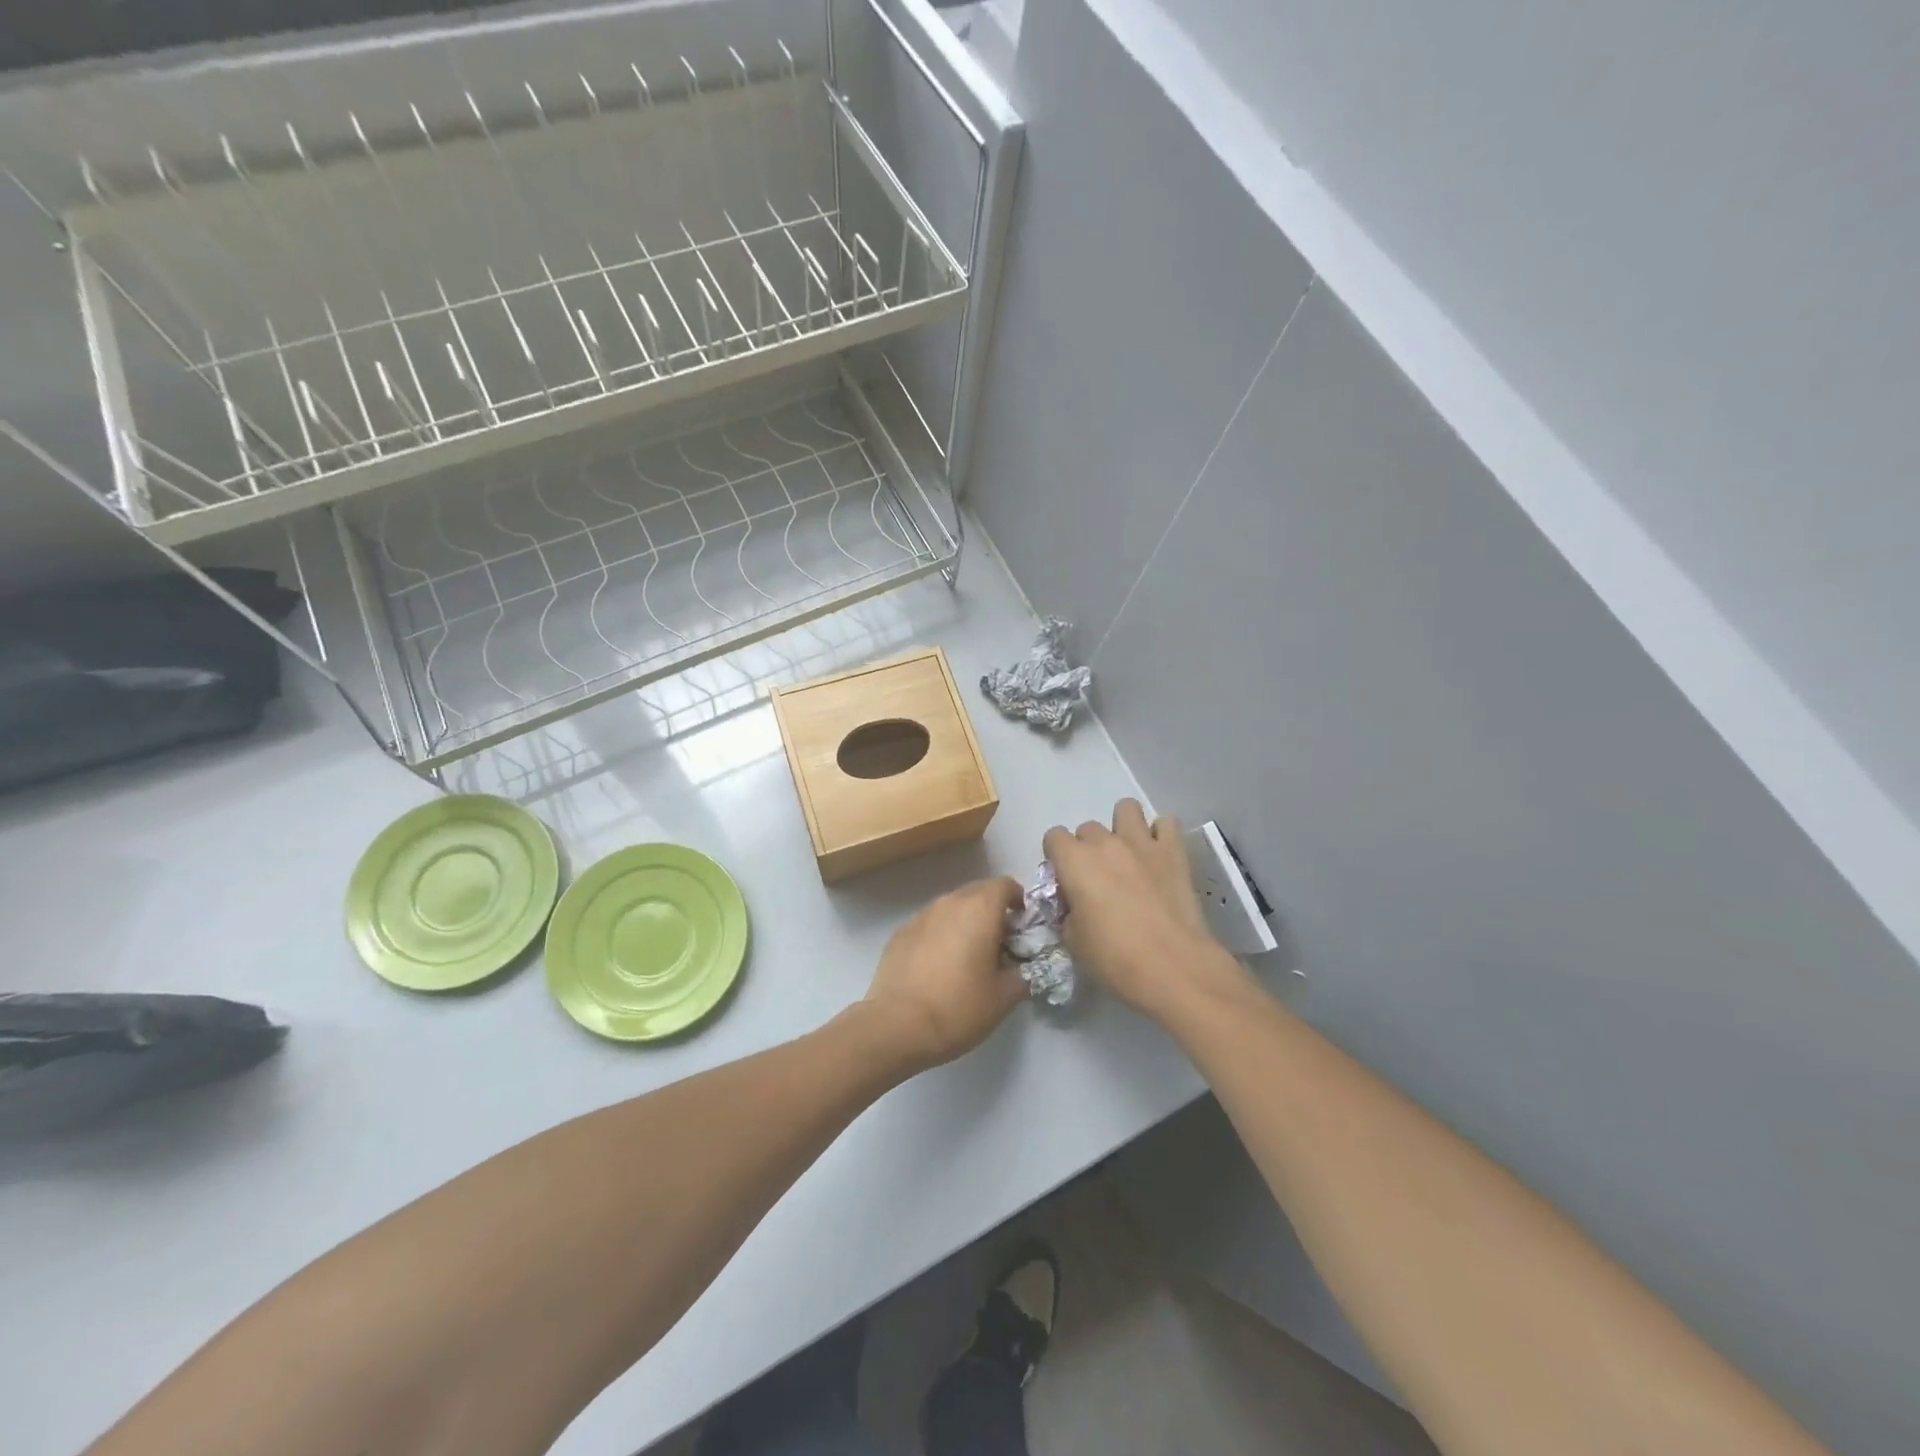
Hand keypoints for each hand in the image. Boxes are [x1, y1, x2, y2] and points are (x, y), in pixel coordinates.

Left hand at [861, 876, 1027, 1072]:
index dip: (1019, 900)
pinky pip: (930, 924)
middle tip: (1000, 943)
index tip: (1022, 926)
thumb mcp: (1004, 998)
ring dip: (966, 921)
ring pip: (952, 907)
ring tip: (969, 955)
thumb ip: (1023, 974)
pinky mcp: (900, 933)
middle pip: (978, 892)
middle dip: (993, 910)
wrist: (897, 1026)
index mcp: (979, 909)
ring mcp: (921, 915)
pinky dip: (941, 934)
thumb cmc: (958, 1008)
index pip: (1005, 885)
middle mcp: (949, 902)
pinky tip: (939, 965)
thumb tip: (1023, 968)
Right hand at [1043, 799, 1248, 1021]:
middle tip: (1099, 879)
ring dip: (1123, 827)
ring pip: (1126, 809)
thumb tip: (1074, 905)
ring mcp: (1142, 843)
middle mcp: (1106, 843)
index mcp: (1075, 862)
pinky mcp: (1174, 851)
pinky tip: (1159, 856)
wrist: (1173, 966)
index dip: (1057, 857)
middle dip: (1089, 849)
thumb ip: (1067, 913)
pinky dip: (1161, 835)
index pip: (1054, 837)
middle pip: (1088, 828)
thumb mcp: (1073, 941)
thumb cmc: (1115, 958)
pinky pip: (1166, 824)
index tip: (1066, 880)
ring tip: (1129, 855)